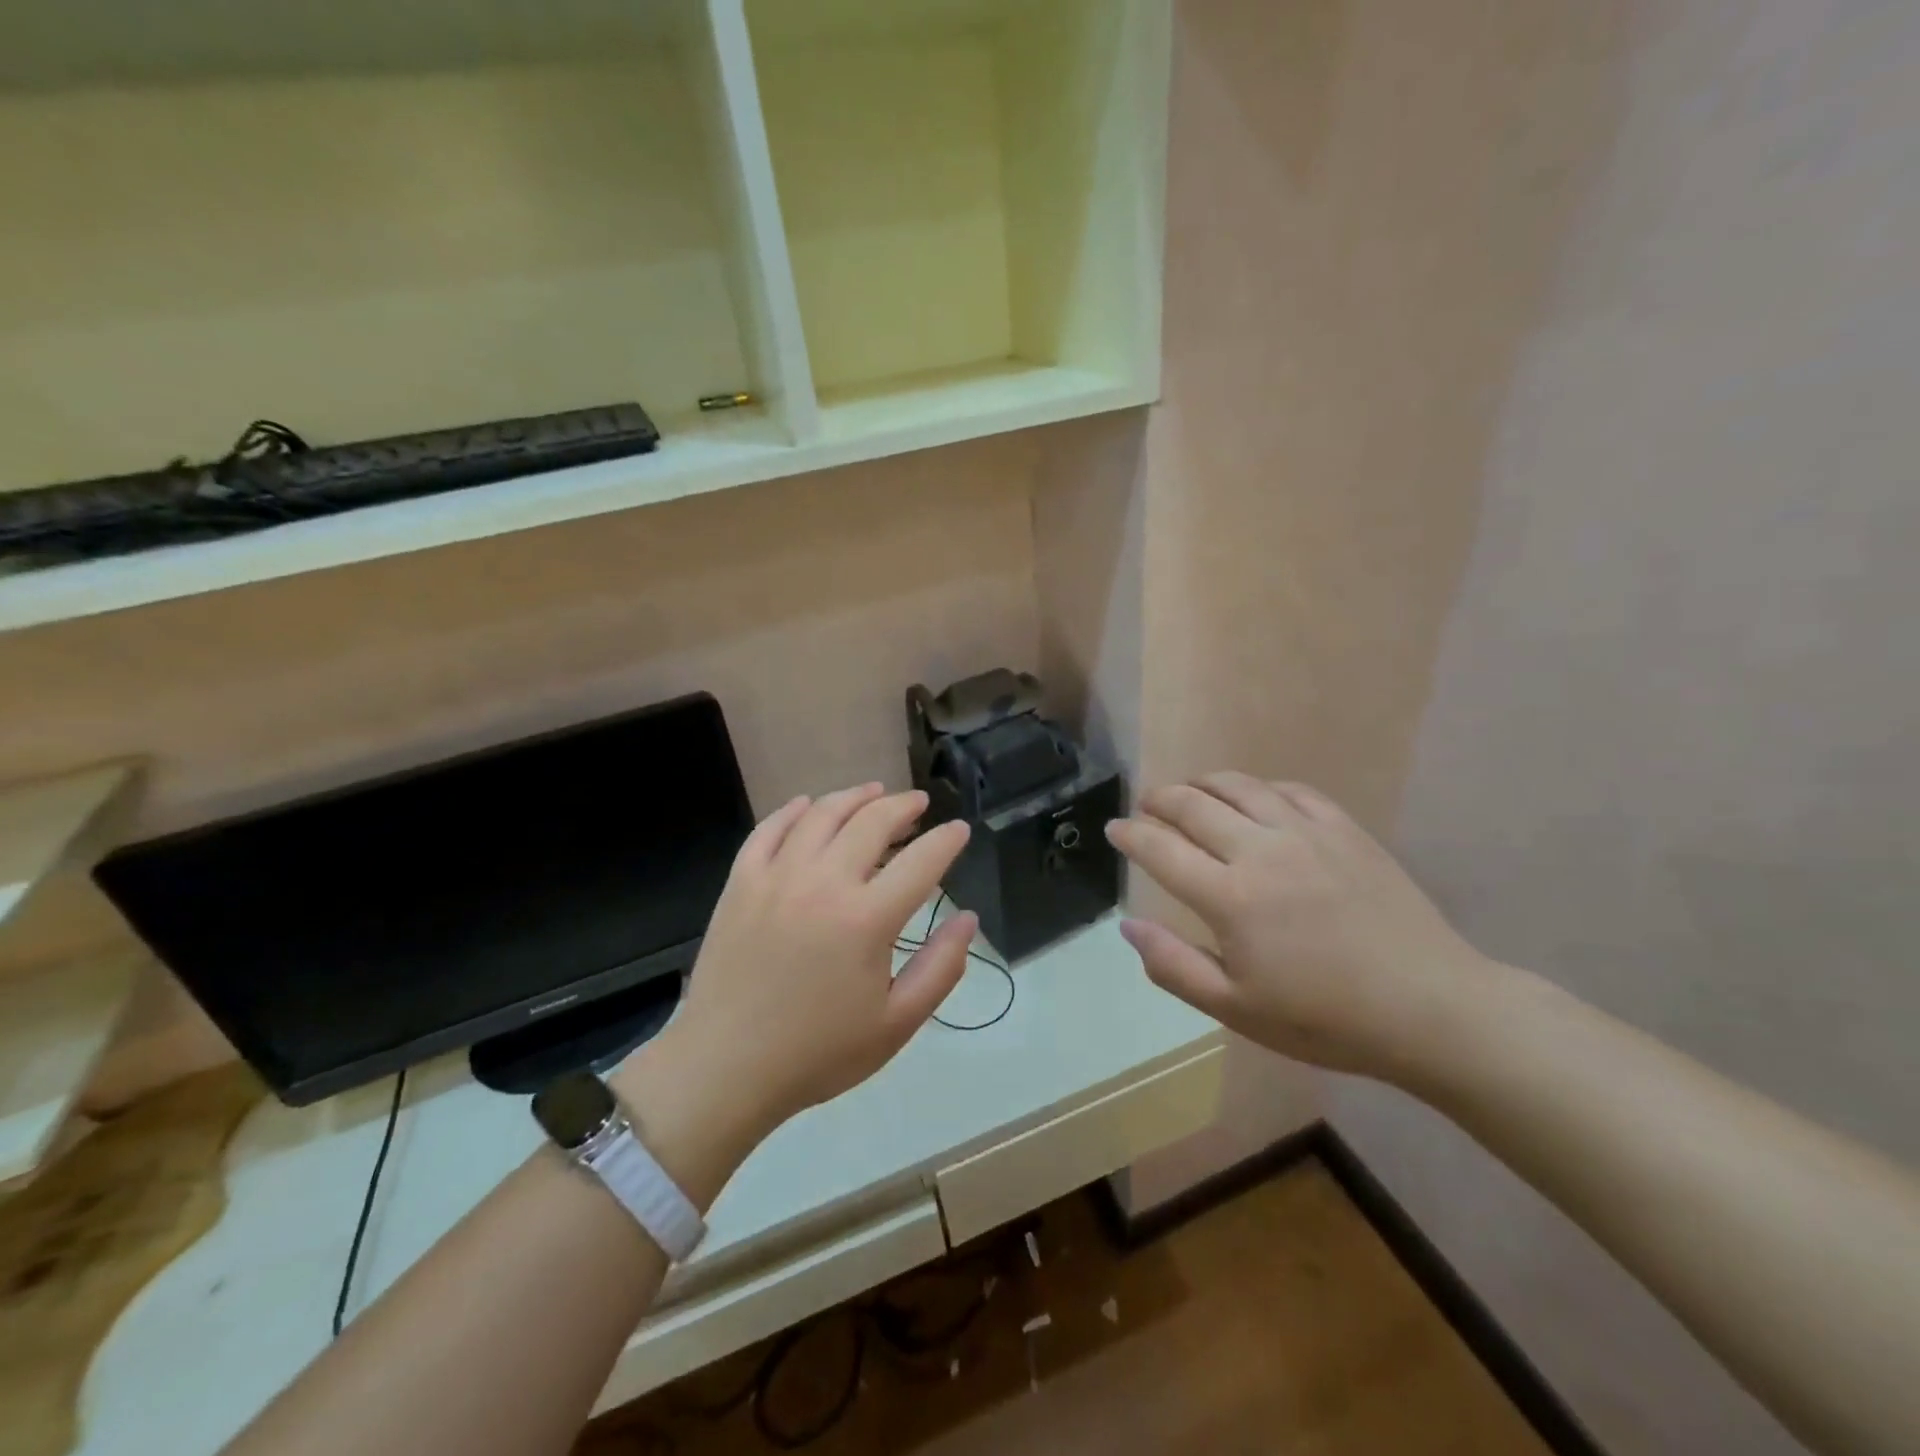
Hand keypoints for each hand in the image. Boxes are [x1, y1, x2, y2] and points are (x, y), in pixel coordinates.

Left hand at [652, 785, 974, 1143]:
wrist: (726, 1068)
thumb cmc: (818, 1052)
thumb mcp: (896, 1024)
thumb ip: (941, 968)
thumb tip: (967, 918)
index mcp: (867, 919)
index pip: (922, 861)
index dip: (947, 840)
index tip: (959, 830)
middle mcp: (824, 883)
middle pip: (872, 822)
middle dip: (904, 806)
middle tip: (919, 804)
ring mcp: (777, 876)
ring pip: (822, 814)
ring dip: (855, 797)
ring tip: (875, 793)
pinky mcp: (741, 882)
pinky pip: (770, 829)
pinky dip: (794, 810)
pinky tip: (808, 806)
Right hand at [1106, 772, 1496, 1080]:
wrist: (1431, 1009)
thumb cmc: (1325, 1019)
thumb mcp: (1237, 1010)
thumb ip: (1173, 966)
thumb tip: (1127, 926)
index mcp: (1230, 897)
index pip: (1161, 849)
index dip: (1130, 834)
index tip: (1114, 829)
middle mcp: (1261, 850)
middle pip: (1194, 805)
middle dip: (1160, 800)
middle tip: (1146, 805)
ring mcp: (1307, 833)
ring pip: (1240, 786)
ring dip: (1204, 783)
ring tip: (1190, 791)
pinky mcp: (1345, 830)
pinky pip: (1291, 790)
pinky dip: (1260, 787)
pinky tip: (1256, 799)